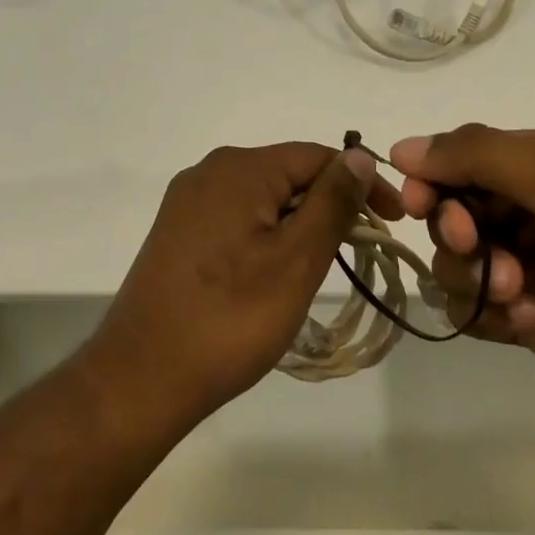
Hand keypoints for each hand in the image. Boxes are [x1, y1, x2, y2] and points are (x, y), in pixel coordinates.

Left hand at [87, 142, 402, 422]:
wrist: (141, 377)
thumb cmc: (229, 318)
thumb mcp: (296, 260)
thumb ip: (332, 202)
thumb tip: (359, 158)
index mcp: (239, 168)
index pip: (317, 157)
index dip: (362, 183)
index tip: (394, 223)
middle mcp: (209, 172)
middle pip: (288, 175)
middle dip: (329, 206)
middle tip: (362, 252)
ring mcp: (187, 203)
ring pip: (263, 199)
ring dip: (299, 224)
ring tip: (322, 266)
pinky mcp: (178, 233)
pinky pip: (237, 219)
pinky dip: (267, 236)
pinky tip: (275, 273)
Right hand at [391, 125, 534, 424]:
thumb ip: (477, 156)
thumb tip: (402, 147)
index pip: (467, 157)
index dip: (434, 176)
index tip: (415, 200)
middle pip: (455, 210)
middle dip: (456, 228)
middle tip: (476, 244)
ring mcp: (531, 266)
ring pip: (457, 262)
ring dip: (476, 274)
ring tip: (519, 290)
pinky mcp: (530, 319)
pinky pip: (475, 309)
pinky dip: (490, 313)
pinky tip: (528, 319)